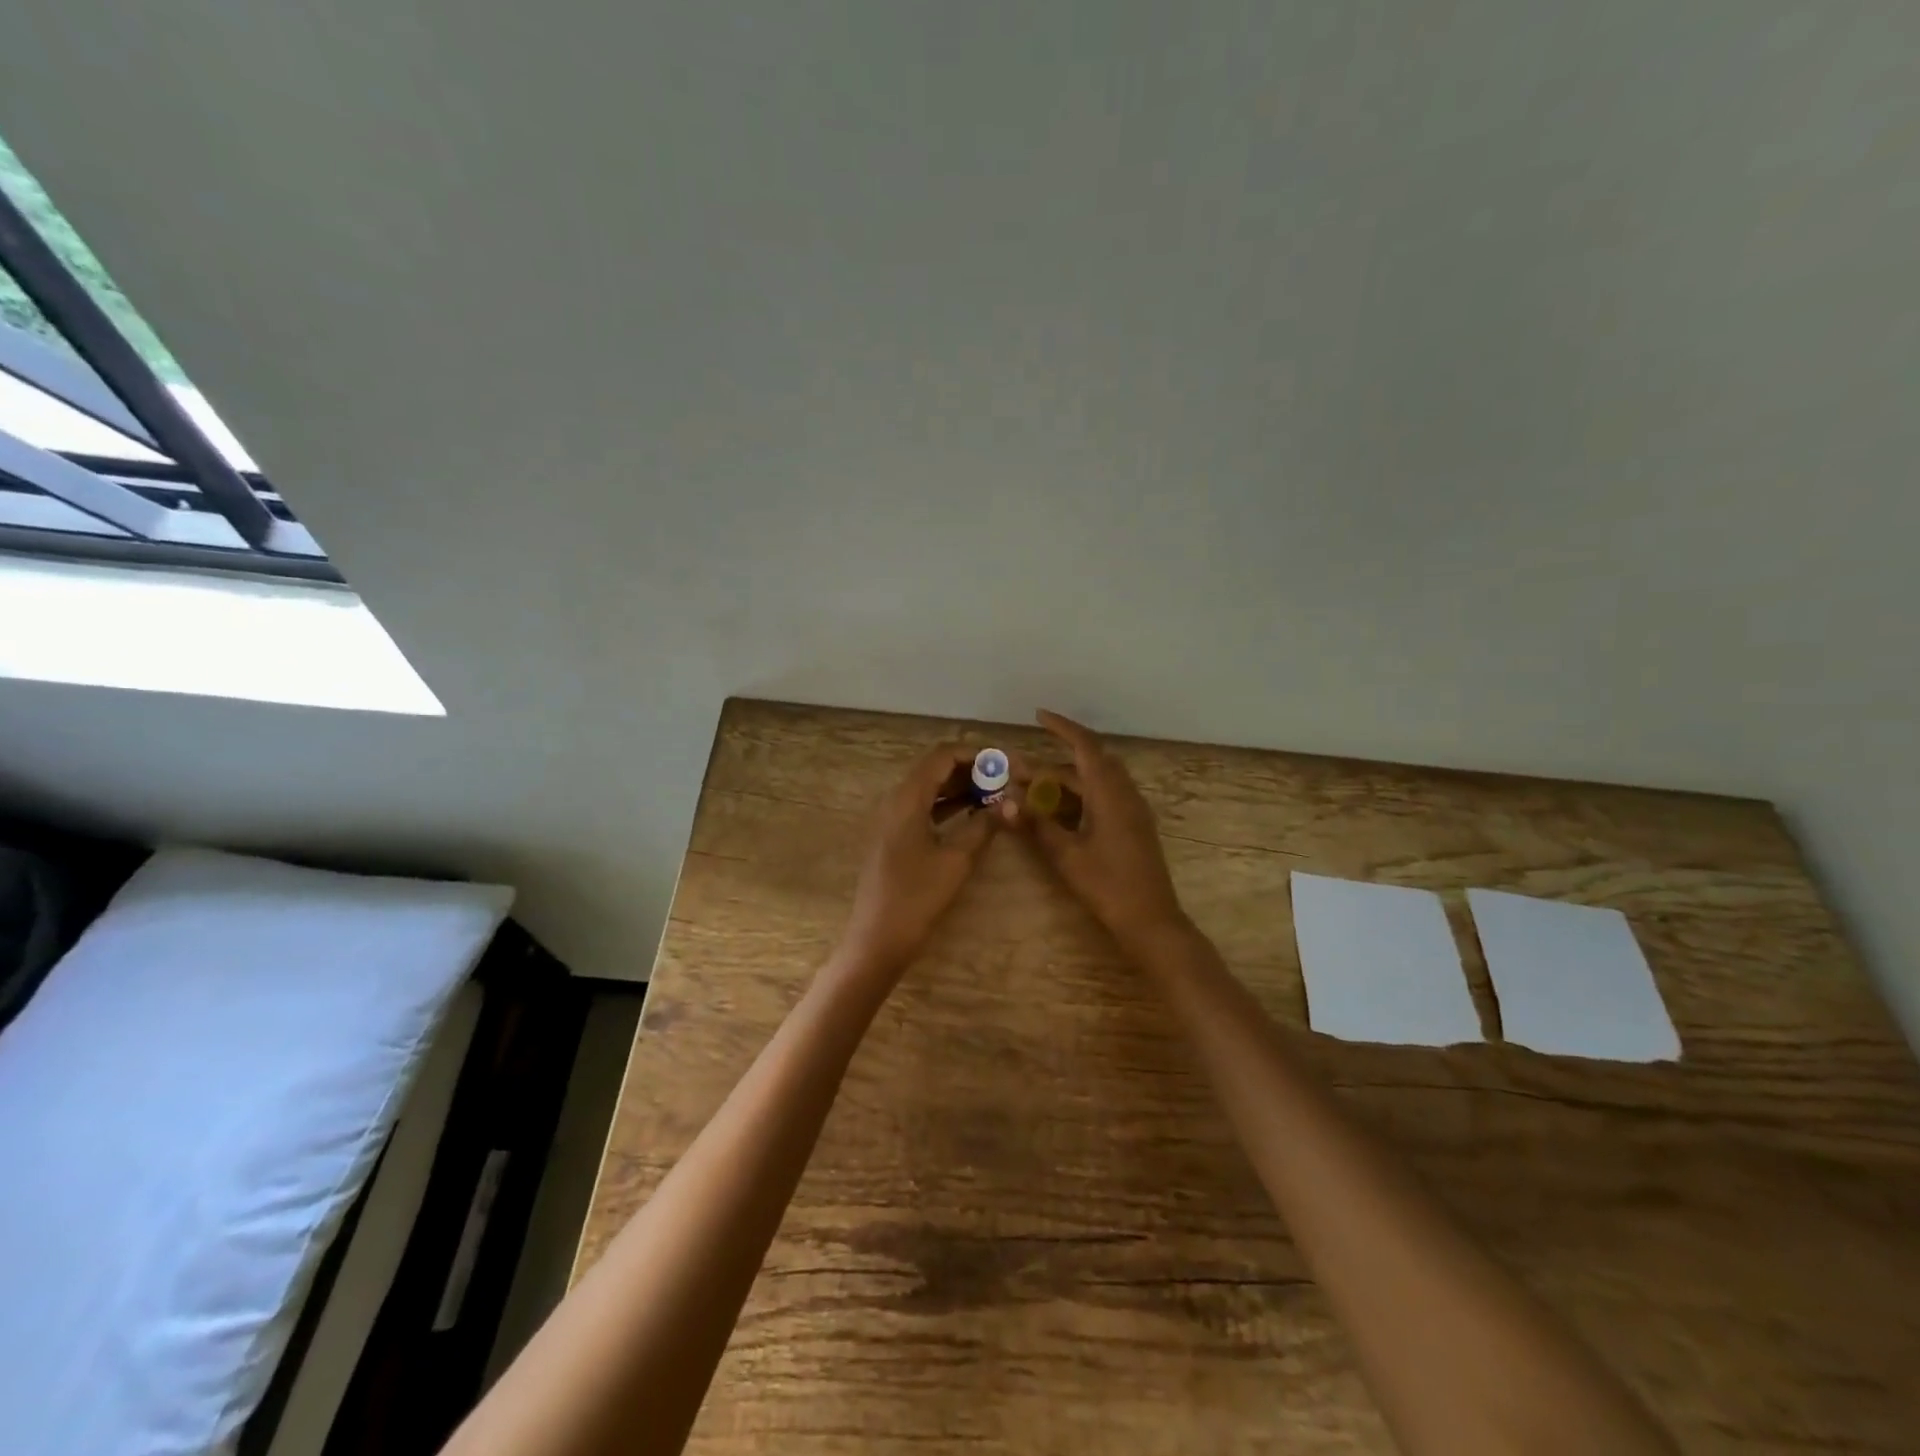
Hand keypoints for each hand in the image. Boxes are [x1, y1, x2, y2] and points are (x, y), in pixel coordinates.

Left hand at [836, 744, 1000, 982]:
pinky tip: (973, 815)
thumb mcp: (957, 860)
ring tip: (997, 796)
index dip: (978, 755)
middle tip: (1006, 781)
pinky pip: (924, 807)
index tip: (1008, 765)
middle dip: (973, 770)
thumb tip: (1013, 803)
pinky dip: (949, 805)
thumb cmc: (917, 898)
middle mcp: (896, 800)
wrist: (877, 939)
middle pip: (936, 768)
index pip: (943, 756)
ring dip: (962, 788)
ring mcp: (892, 819)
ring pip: (930, 788)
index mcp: (907, 798)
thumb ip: (984, 825)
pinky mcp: (894, 837)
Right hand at [1014, 710, 1188, 953]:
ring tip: (1033, 788)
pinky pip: (1105, 796)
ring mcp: (1133, 810)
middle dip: (1056, 759)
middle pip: (1090, 762)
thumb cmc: (1108, 886)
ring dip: (1067, 779)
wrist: (1151, 921)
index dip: (1062, 727)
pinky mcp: (1134, 825)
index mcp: (1110, 794)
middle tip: (1022, 767)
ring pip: (1098, 781)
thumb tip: (1006, 801)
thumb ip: (1036, 825)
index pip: (1086, 746)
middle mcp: (1125, 794)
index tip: (1038, 715)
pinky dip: (1080, 794)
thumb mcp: (1066, 855)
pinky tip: (1059, 810)